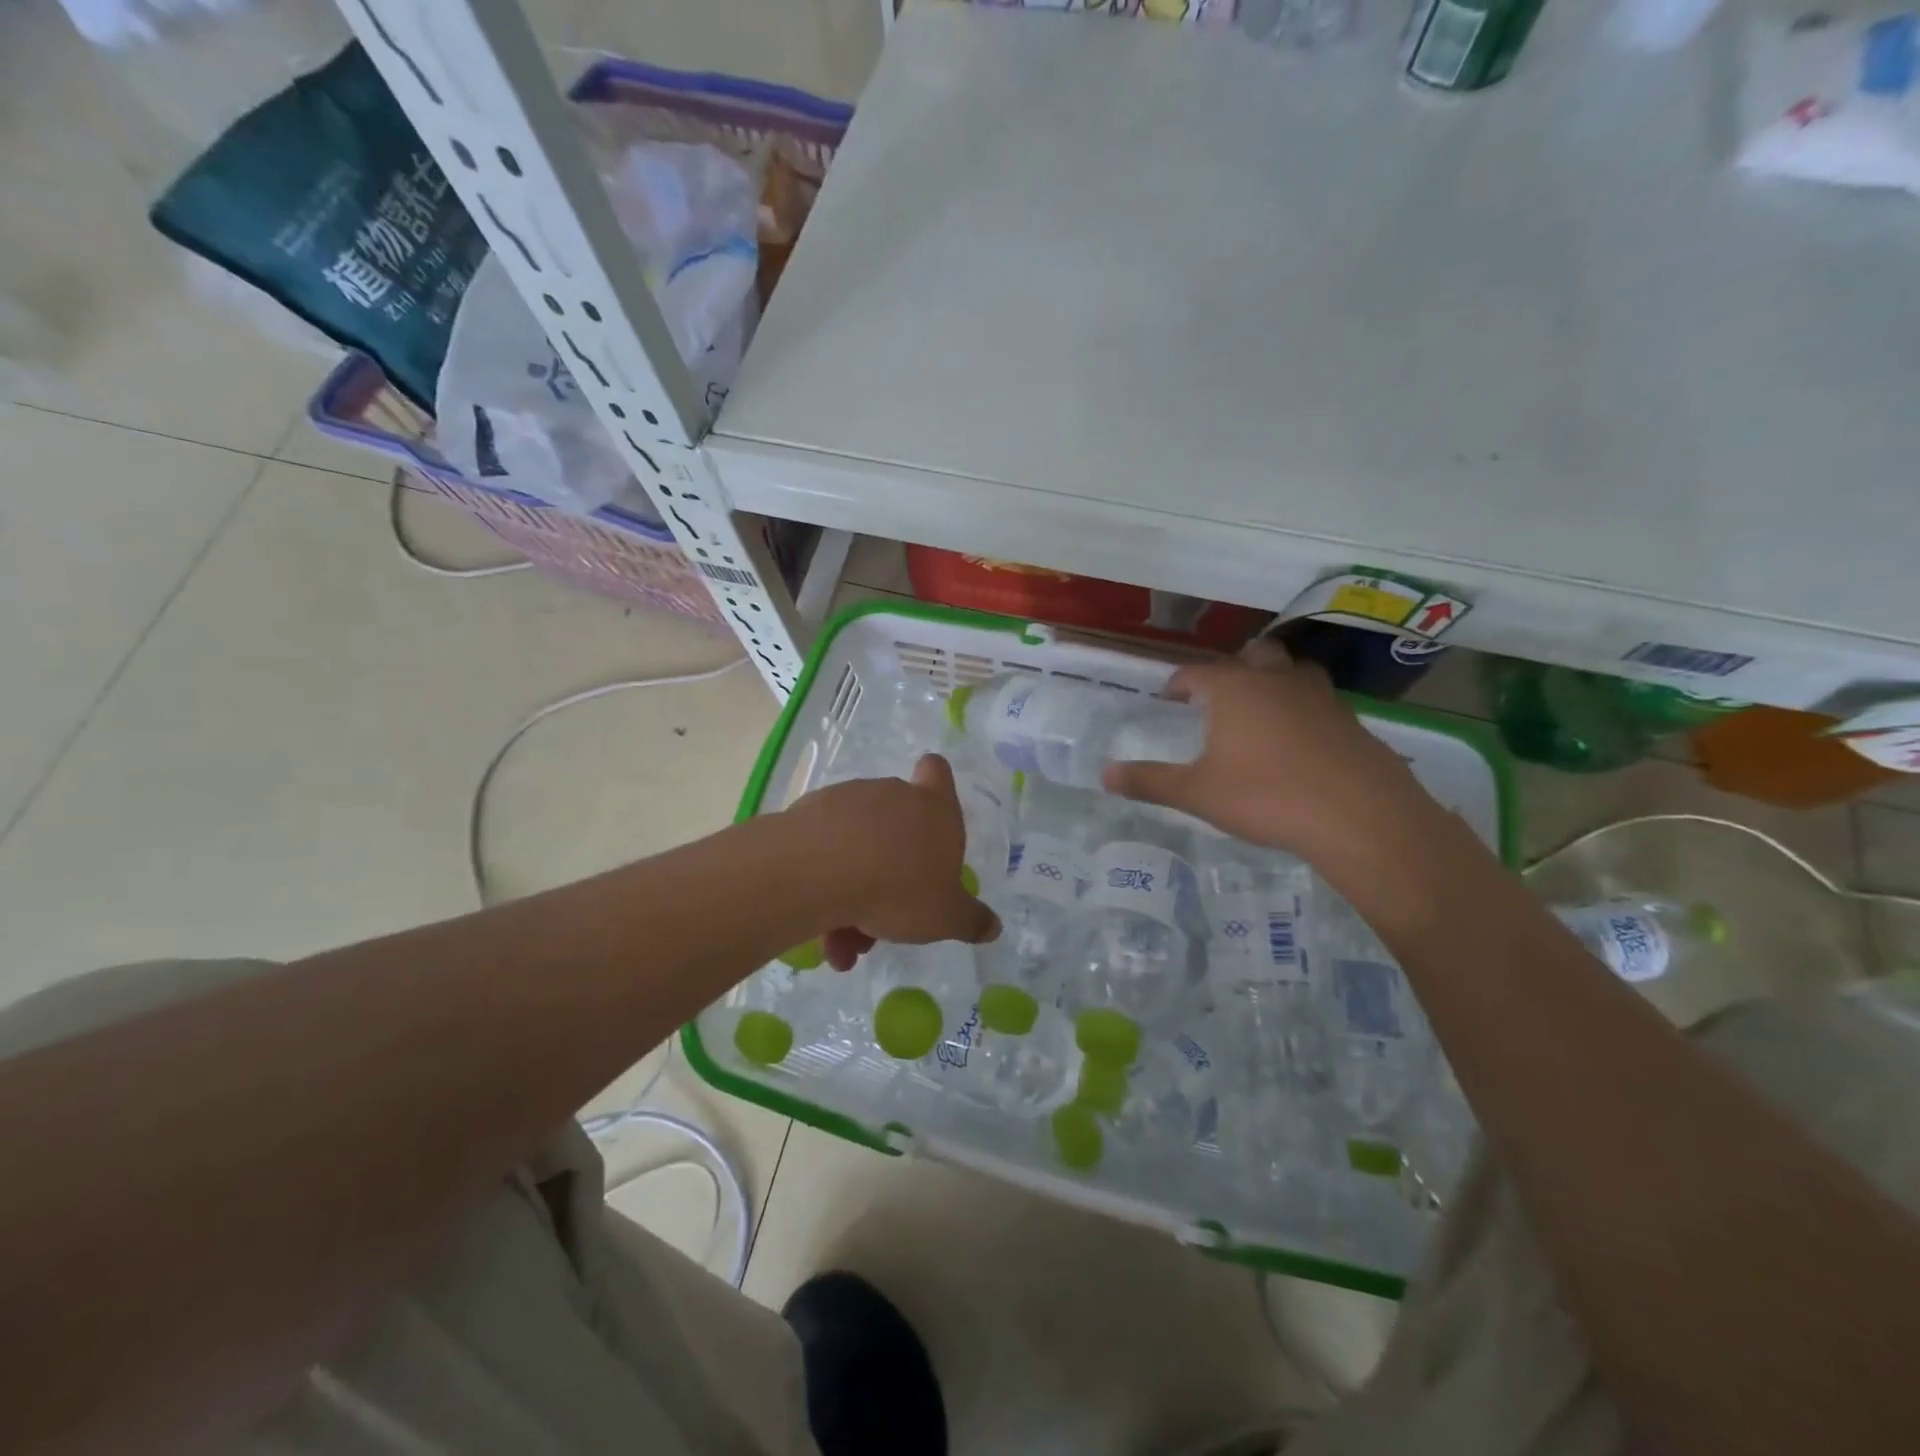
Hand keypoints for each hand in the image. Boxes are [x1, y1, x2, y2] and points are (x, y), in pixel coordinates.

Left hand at [797, 755, 1000, 970]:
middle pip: (896, 825)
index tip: (929, 813)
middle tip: (884, 919)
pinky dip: (823, 886)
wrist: (821, 870)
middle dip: (890, 872)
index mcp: (933, 808)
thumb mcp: (946, 916)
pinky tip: (818, 924)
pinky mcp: (807, 816)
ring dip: (854, 890)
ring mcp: (846, 801)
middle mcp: (891, 795)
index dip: (936, 784)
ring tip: (842, 941)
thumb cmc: (901, 886)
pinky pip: (823, 852)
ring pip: (857, 846)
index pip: (937, 772)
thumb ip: (970, 920)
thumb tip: (994, 927)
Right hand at [1101, 640, 1435, 869]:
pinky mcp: (1351, 720)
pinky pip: (1320, 702)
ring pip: (1292, 672)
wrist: (1358, 815)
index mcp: (1234, 689)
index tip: (1168, 697)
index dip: (1178, 683)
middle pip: (1252, 656)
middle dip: (1232, 670)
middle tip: (1218, 697)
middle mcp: (1276, 680)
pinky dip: (1304, 710)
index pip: (1196, 673)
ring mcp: (1320, 696)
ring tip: (1261, 710)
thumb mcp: (1197, 793)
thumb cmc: (1266, 796)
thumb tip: (1105, 774)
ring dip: (1274, 682)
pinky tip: (1300, 743)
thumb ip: (1149, 781)